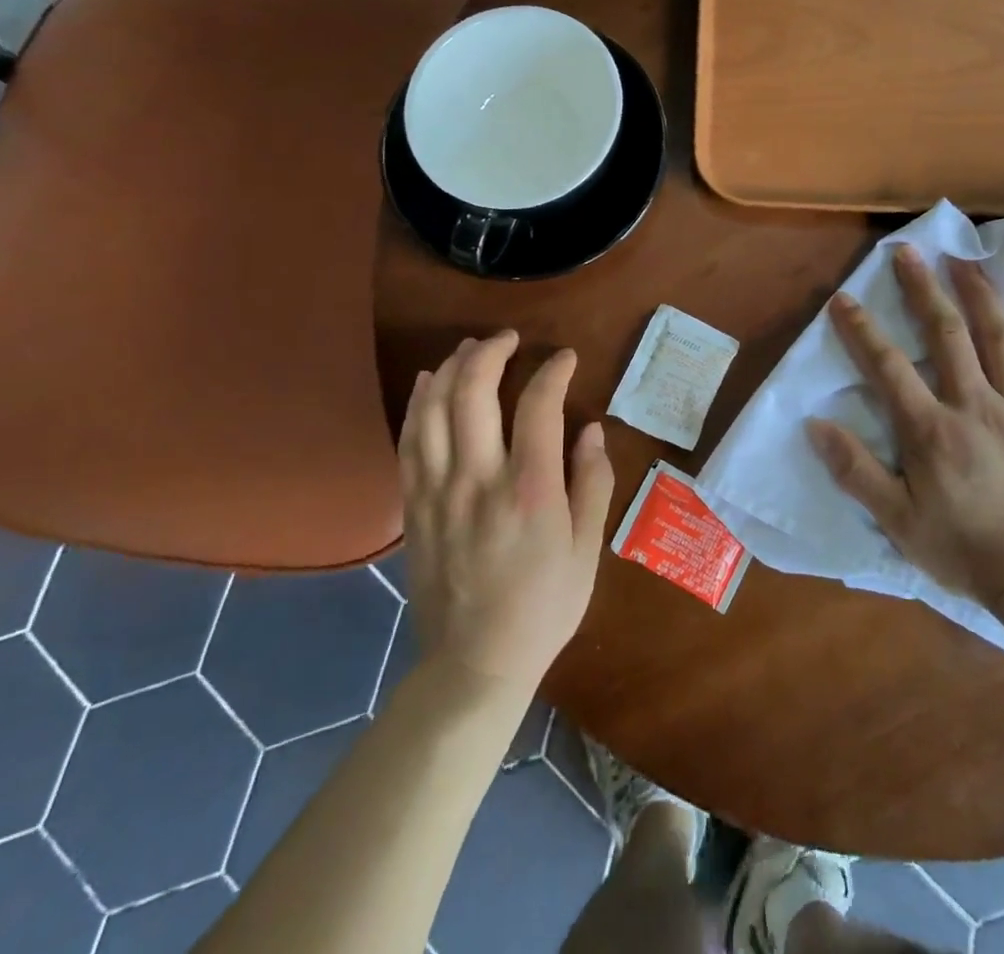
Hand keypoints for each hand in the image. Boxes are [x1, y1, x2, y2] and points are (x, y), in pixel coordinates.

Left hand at [397, 332, 615, 693]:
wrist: (475, 663)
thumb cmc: (544, 606)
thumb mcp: (587, 549)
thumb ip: (593, 481)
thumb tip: (590, 428)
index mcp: (531, 490)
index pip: (539, 405)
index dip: (553, 370)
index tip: (565, 358)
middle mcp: (480, 480)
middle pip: (474, 392)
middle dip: (492, 352)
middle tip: (510, 338)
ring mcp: (439, 492)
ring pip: (434, 409)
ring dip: (452, 368)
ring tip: (472, 348)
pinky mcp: (414, 506)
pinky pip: (410, 440)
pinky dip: (419, 403)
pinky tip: (430, 382)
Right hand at [807, 246, 1003, 607]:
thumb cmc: (963, 549)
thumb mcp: (897, 520)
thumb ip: (855, 471)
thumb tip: (815, 425)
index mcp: (931, 429)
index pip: (888, 367)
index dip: (861, 329)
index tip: (843, 298)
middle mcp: (973, 404)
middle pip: (946, 334)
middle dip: (923, 288)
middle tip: (908, 251)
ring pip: (998, 337)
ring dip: (978, 293)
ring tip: (964, 258)